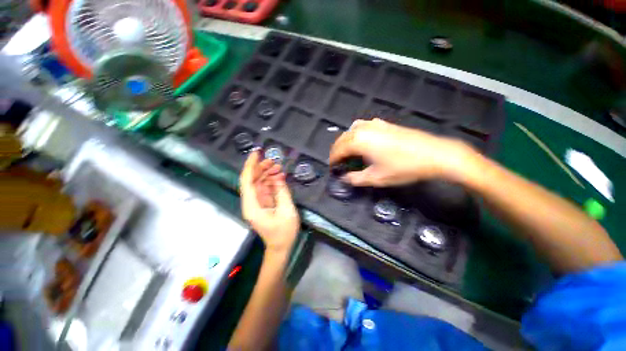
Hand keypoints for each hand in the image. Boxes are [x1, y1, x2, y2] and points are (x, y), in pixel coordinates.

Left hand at [240, 151, 299, 253]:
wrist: (281, 247)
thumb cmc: (284, 233)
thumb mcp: (287, 211)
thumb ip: (283, 192)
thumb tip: (279, 176)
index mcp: (252, 206)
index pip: (246, 181)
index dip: (250, 166)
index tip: (257, 153)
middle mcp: (251, 203)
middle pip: (252, 180)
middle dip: (261, 168)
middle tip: (275, 161)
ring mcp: (257, 203)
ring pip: (258, 183)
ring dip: (267, 174)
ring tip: (279, 168)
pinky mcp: (263, 203)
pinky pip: (264, 188)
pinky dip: (271, 181)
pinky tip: (279, 177)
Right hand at [329, 118, 473, 186]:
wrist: (433, 154)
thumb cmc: (403, 167)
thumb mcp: (376, 178)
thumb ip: (356, 179)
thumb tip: (345, 178)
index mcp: (359, 141)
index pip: (338, 149)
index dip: (333, 159)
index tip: (332, 168)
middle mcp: (363, 129)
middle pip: (342, 138)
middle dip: (337, 150)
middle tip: (337, 162)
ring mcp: (374, 124)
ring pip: (351, 130)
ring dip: (346, 141)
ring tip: (347, 153)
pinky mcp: (384, 124)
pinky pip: (363, 126)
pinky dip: (357, 134)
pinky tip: (362, 142)